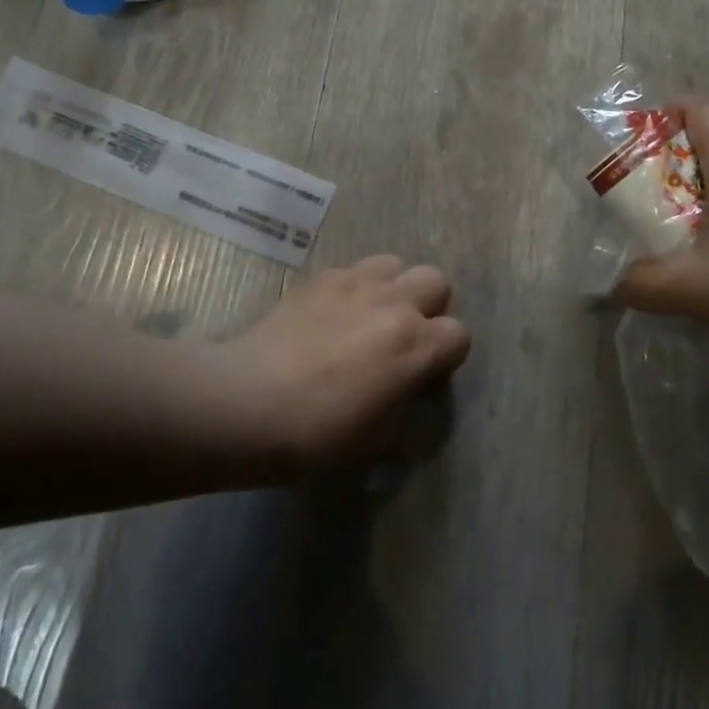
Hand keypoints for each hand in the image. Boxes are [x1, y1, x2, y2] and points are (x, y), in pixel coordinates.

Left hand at [228, 256, 470, 469]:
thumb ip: (410, 417)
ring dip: (393, 287)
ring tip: (370, 315)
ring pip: (395, 264)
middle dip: (429, 307)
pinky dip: (352, 288)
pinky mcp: (319, 278)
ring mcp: (354, 283)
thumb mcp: (379, 443)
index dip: (447, 356)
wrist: (248, 403)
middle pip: (436, 282)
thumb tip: (415, 404)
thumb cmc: (319, 434)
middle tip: (403, 337)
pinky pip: (351, 270)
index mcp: (416, 344)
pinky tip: (331, 314)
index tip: (426, 375)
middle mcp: (393, 303)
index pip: (459, 335)